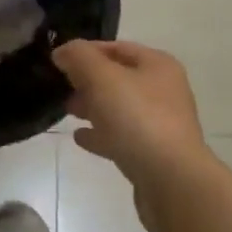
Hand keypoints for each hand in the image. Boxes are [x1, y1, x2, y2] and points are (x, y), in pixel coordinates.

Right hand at [53, 39, 214, 215]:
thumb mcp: (102, 78)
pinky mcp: (154, 155)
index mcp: (158, 65)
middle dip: (88, 81)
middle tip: (61, 87)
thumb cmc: (138, 119)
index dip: (86, 51)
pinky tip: (80, 137)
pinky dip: (101, 134)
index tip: (59, 60)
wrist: (173, 183)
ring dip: (93, 107)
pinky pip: (122, 137)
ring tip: (67, 110)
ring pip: (119, 108)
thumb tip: (62, 52)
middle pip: (118, 78)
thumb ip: (79, 58)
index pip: (116, 48)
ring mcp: (161, 125)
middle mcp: (163, 91)